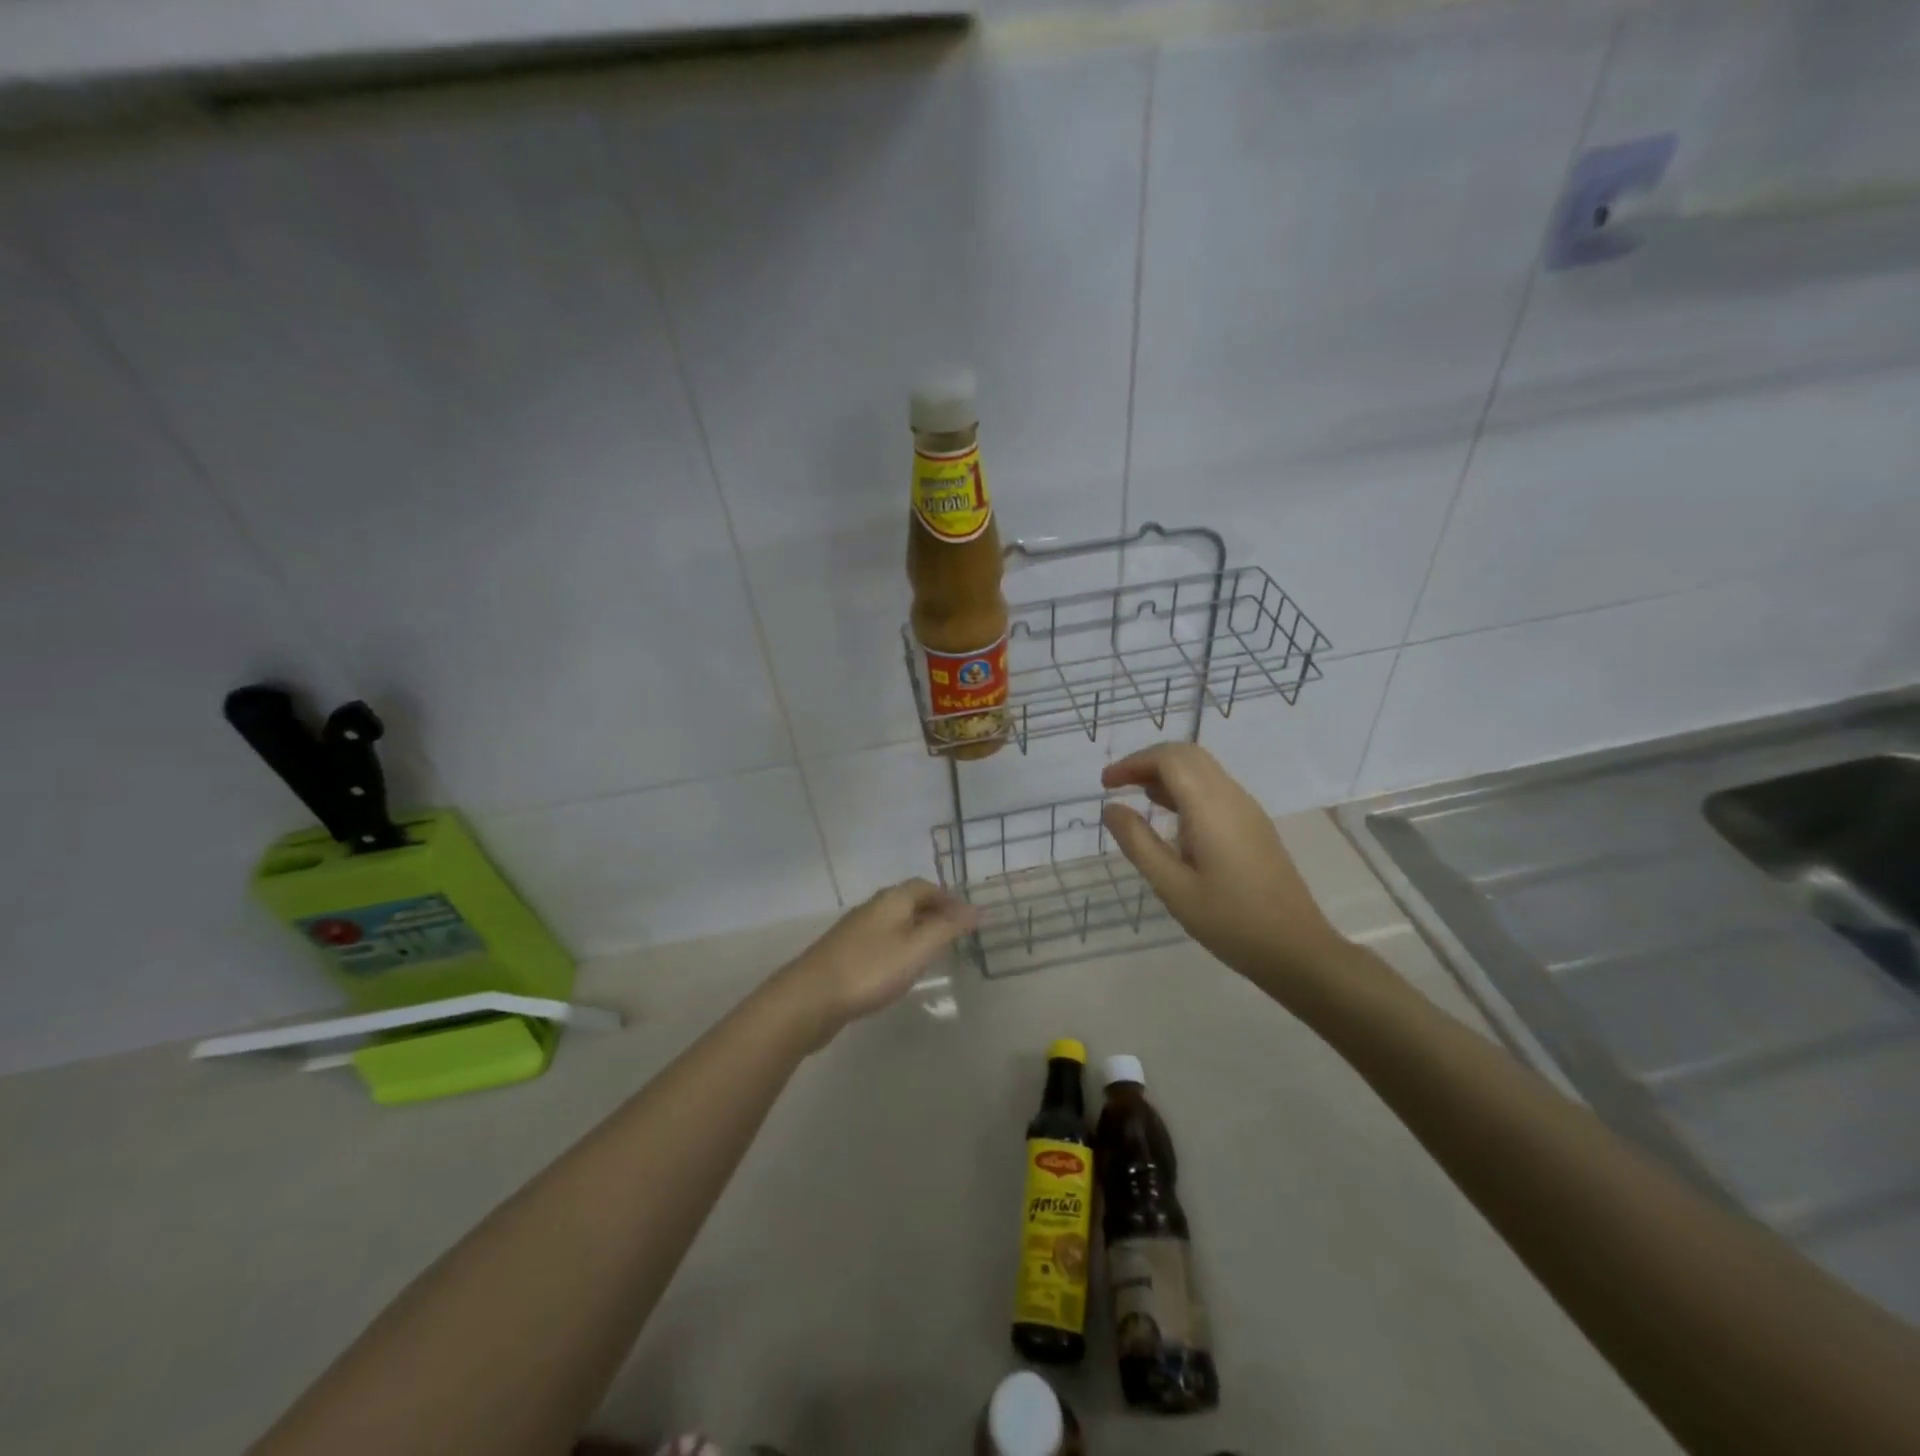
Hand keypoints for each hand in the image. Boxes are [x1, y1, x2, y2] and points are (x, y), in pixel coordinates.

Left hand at [768, 879, 976, 1045]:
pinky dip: (898, 947)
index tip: (966, 917)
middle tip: (954, 934)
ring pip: (893, 922)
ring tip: (933, 952)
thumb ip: (947, 928)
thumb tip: (976, 909)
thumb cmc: (870, 969)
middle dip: (933, 912)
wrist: (810, 998)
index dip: (947, 897)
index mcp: (891, 900)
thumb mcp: (917, 948)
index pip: (924, 886)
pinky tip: (900, 970)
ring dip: (915, 930)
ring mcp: (854, 931)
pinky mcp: (843, 955)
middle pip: (907, 901)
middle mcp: (872, 908)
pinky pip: (880, 941)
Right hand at [1101, 743, 1346, 993]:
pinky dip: (1185, 789)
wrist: (1296, 950)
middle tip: (1118, 785)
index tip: (1106, 784)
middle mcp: (1232, 798)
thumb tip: (1112, 808)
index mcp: (1211, 808)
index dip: (1133, 762)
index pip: (1170, 759)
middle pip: (1188, 755)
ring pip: (1203, 769)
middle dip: (1148, 762)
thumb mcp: (1172, 887)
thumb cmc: (1230, 922)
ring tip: (1137, 798)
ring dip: (1168, 773)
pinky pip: (1215, 789)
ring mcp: (1248, 810)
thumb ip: (1138, 843)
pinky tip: (1171, 818)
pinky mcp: (1254, 826)